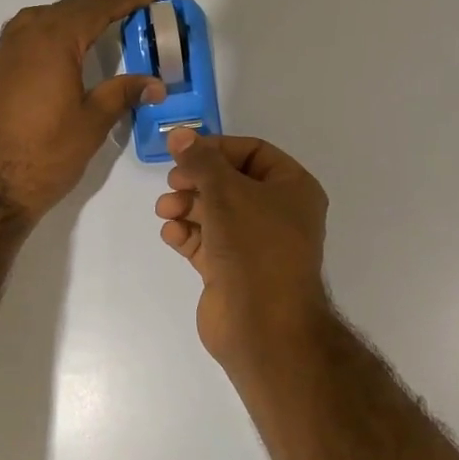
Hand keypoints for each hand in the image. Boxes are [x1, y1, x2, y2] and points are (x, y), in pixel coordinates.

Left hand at [0, 0, 164, 221]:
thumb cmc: (45, 154)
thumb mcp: (92, 123)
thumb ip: (122, 93)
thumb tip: (155, 83)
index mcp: (52, 41)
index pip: (94, 8)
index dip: (124, 0)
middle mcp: (22, 37)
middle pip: (66, 8)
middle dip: (99, 4)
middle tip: (128, 4)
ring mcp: (1, 55)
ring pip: (40, 20)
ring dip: (70, 15)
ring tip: (95, 22)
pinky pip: (23, 37)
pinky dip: (48, 33)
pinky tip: (57, 50)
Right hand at [153, 129, 331, 370]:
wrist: (263, 325)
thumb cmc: (255, 247)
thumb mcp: (226, 192)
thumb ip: (200, 161)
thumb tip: (179, 134)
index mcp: (293, 188)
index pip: (253, 152)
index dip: (217, 148)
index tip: (183, 152)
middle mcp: (278, 214)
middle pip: (230, 182)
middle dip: (197, 180)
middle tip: (172, 182)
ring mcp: (255, 245)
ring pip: (215, 212)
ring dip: (187, 206)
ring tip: (165, 210)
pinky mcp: (232, 271)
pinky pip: (207, 242)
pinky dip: (187, 234)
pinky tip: (171, 233)